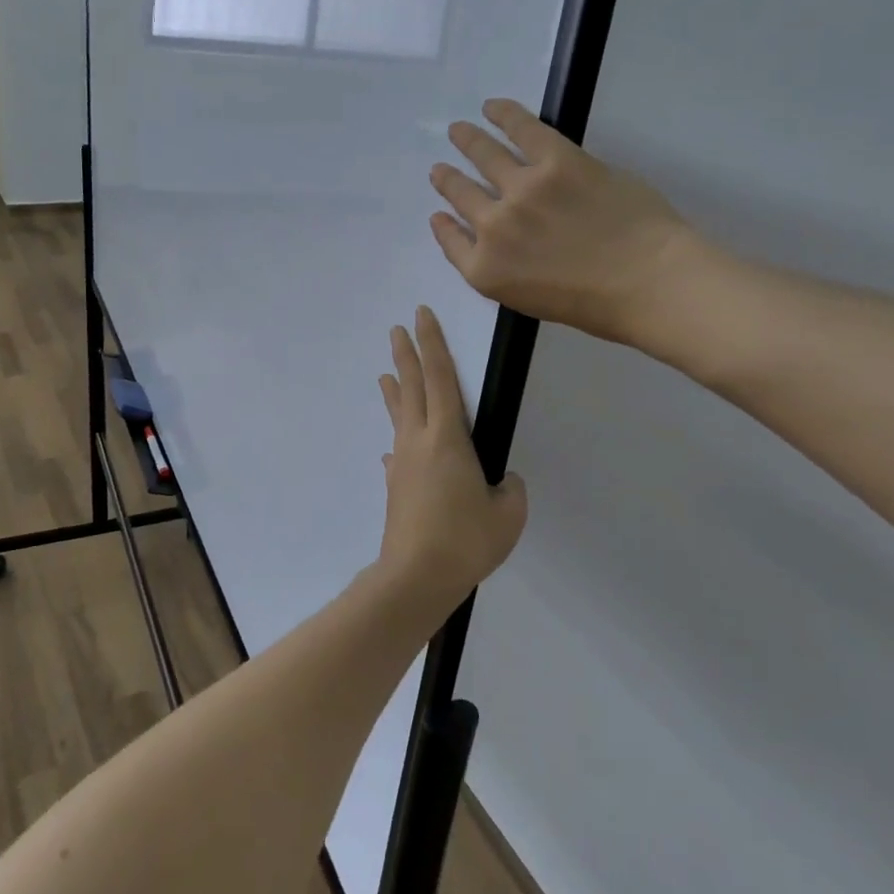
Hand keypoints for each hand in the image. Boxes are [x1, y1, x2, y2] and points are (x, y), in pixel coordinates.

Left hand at [376, 307, 527, 608]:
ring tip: (385, 374)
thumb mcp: (508, 514)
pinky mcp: (394, 487)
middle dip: (405, 355)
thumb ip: (509, 491)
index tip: (421, 316)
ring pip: (398, 416)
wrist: (416, 577)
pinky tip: (393, 450)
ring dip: (394, 392)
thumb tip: (499, 482)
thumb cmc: (466, 540)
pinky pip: (397, 454)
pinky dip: (398, 442)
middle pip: (411, 387)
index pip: (440, 378)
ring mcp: (402, 463)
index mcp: (447, 438)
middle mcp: (418, 441)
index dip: (432, 344)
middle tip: (396, 329)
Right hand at [429, 98, 698, 352]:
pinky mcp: (556, 160)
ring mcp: (522, 189)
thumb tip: (491, 239)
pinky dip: (503, 114)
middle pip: (460, 194)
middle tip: (440, 169)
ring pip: (484, 156)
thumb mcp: (529, 301)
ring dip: (467, 141)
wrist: (647, 283)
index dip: (443, 224)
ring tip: (458, 131)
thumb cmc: (596, 305)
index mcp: (486, 269)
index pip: (451, 240)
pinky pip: (521, 129)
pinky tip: (492, 107)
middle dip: (447, 180)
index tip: (439, 213)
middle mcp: (493, 226)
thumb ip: (501, 270)